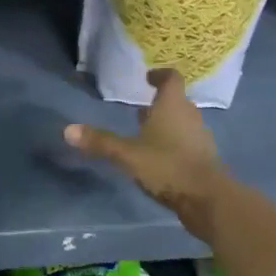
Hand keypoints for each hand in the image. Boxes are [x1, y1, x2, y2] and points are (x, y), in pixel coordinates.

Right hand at [64, 69, 231, 243]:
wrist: (208, 200)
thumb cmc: (167, 166)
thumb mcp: (128, 154)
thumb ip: (100, 142)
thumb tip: (68, 130)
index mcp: (173, 105)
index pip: (171, 78)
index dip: (160, 75)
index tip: (147, 78)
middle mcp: (190, 116)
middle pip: (177, 101)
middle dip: (159, 104)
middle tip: (140, 111)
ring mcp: (201, 138)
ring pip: (183, 123)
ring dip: (167, 125)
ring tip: (147, 136)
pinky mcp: (206, 160)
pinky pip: (189, 143)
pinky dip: (176, 144)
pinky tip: (161, 159)